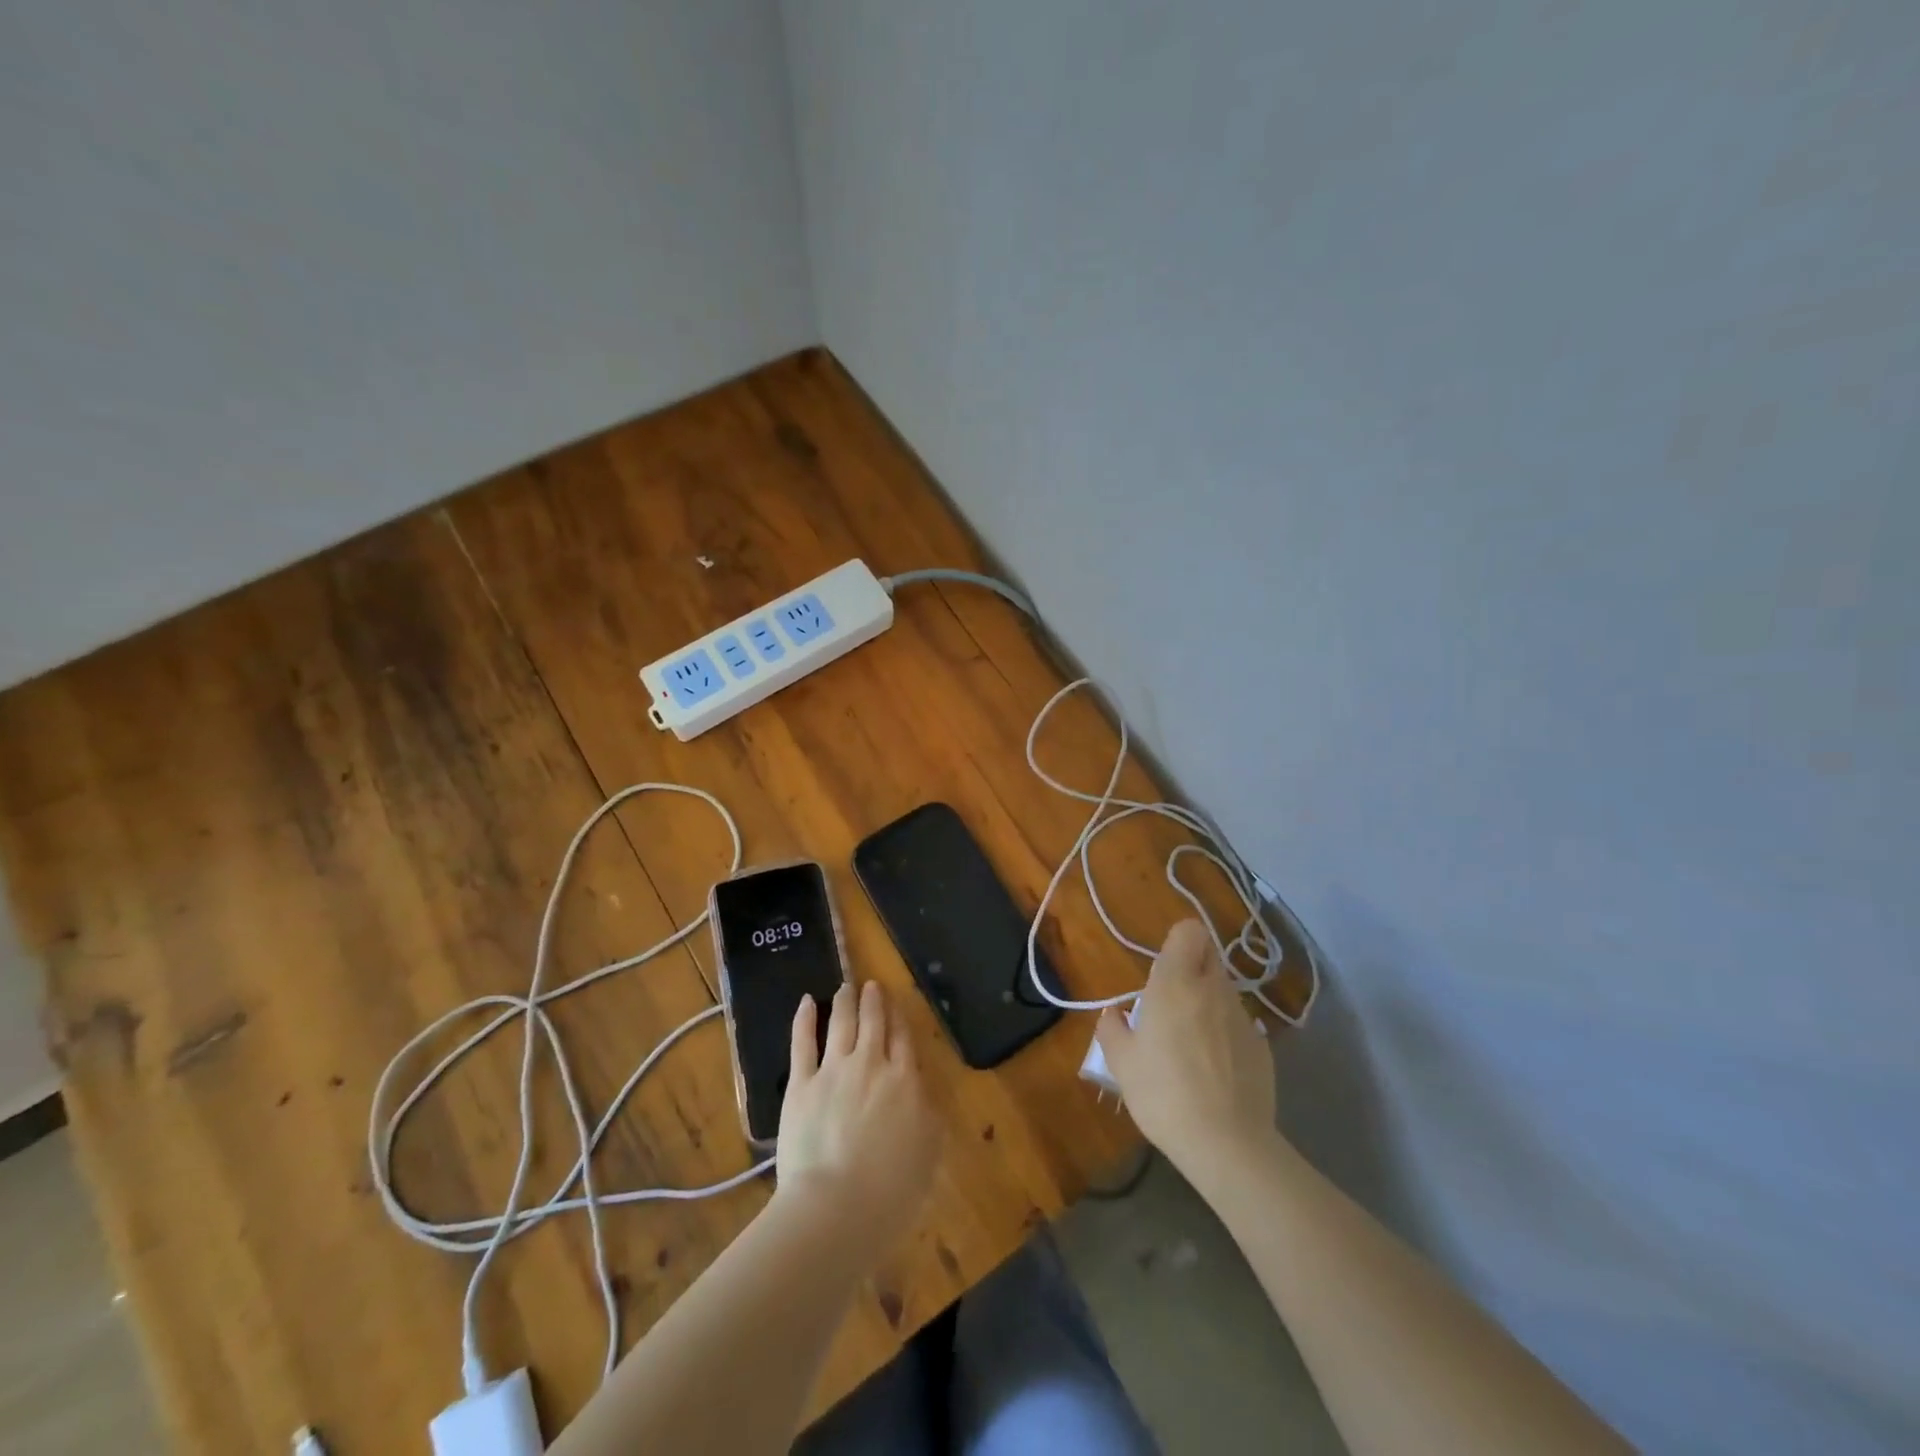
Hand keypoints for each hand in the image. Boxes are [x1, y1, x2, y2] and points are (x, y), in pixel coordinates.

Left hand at [776, 981, 940, 1247]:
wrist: (837, 1207)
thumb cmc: (891, 1190)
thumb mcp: (929, 1152)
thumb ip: (928, 1114)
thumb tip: (921, 1092)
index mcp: (904, 1081)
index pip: (902, 1039)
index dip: (898, 1018)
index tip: (895, 1002)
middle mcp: (870, 1065)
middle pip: (873, 1023)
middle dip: (873, 1001)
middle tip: (871, 986)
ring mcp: (833, 1070)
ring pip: (841, 1023)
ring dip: (844, 1001)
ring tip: (846, 987)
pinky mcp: (801, 1084)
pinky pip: (802, 1042)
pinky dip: (804, 1018)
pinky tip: (806, 1001)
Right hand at [1095, 920, 1276, 1177]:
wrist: (1227, 1144)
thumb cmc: (1163, 1094)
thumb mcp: (1121, 1063)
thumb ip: (1112, 1029)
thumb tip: (1113, 1014)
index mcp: (1176, 983)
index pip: (1189, 930)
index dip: (1177, 942)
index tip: (1163, 968)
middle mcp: (1213, 989)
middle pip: (1208, 955)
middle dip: (1192, 968)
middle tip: (1171, 1002)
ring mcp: (1243, 1016)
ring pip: (1224, 990)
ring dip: (1208, 1001)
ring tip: (1191, 1041)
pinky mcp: (1262, 1045)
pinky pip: (1238, 1023)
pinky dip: (1226, 1033)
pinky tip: (1215, 1068)